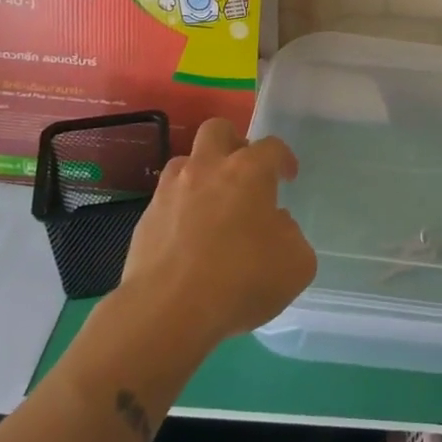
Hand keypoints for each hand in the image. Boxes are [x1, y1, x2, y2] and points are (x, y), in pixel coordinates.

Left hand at [119, 118, 316, 346]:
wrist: (168, 311)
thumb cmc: (242, 280)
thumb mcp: (296, 263)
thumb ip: (291, 235)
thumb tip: (276, 224)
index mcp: (249, 171)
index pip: (271, 146)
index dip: (283, 159)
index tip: (288, 177)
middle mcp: (207, 169)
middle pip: (218, 130)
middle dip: (234, 143)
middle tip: (245, 172)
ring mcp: (170, 191)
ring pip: (186, 161)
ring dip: (202, 173)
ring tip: (213, 205)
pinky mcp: (145, 219)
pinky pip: (167, 200)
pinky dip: (181, 210)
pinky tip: (189, 239)